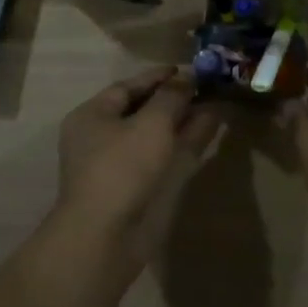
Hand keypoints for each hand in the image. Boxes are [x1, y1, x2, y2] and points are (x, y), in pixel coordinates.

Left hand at [57, 66, 219, 269]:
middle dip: (174, 98)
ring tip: (214, 104)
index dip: (158, 76)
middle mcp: (101, 137)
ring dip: (183, 119)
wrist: (104, 238)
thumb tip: (187, 77)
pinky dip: (183, 141)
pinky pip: (161, 154)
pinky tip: (209, 128)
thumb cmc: (122, 168)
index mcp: (93, 115)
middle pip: (142, 109)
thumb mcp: (151, 123)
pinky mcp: (134, 188)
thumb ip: (172, 96)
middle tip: (205, 87)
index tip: (188, 69)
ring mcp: (118, 165)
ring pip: (155, 134)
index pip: (128, 86)